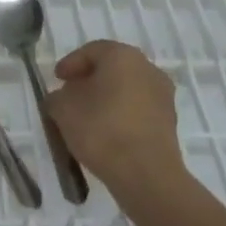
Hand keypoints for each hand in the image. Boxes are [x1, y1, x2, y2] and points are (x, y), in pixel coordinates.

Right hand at [45, 41, 186, 201]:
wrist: (146, 174)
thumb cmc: (102, 130)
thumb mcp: (63, 110)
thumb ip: (56, 97)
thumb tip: (61, 98)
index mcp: (123, 56)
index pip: (91, 51)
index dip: (70, 64)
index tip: (56, 79)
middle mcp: (147, 68)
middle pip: (112, 68)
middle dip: (89, 80)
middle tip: (70, 95)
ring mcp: (163, 95)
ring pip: (127, 89)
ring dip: (107, 98)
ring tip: (87, 117)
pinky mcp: (169, 121)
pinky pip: (138, 109)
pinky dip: (121, 114)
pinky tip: (107, 132)